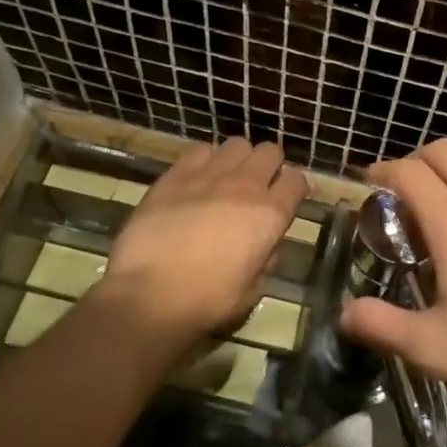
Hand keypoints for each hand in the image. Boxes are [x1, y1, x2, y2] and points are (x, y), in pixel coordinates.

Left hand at [95, 139, 307, 346]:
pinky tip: (197, 179)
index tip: (286, 200)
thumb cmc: (208, 301)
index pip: (297, 180)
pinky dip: (205, 160)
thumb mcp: (253, 289)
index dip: (294, 188)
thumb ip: (266, 259)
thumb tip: (265, 245)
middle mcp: (245, 186)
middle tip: (257, 187)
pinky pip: (200, 150)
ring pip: (237, 144)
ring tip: (226, 179)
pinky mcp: (175, 175)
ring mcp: (209, 175)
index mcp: (270, 215)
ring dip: (238, 160)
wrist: (149, 296)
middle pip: (270, 152)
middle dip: (269, 166)